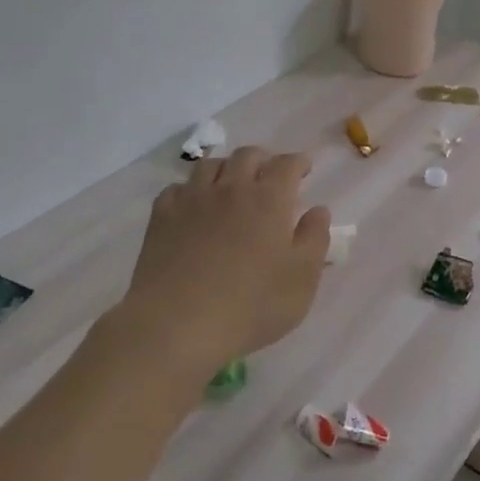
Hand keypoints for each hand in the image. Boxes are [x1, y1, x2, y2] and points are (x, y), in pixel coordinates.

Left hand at [120, 147, 330, 375]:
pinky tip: (194, 205)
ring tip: (232, 185)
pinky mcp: (162, 217)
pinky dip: (191, 189)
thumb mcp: (302, 279)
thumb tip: (318, 210)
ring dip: (227, 168)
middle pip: (247, 155)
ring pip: (211, 165)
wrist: (177, 325)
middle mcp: (231, 188)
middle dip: (263, 160)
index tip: (304, 168)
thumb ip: (315, 239)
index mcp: (269, 199)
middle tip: (270, 176)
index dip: (298, 162)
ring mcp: (192, 200)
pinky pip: (178, 188)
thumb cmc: (251, 305)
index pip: (287, 165)